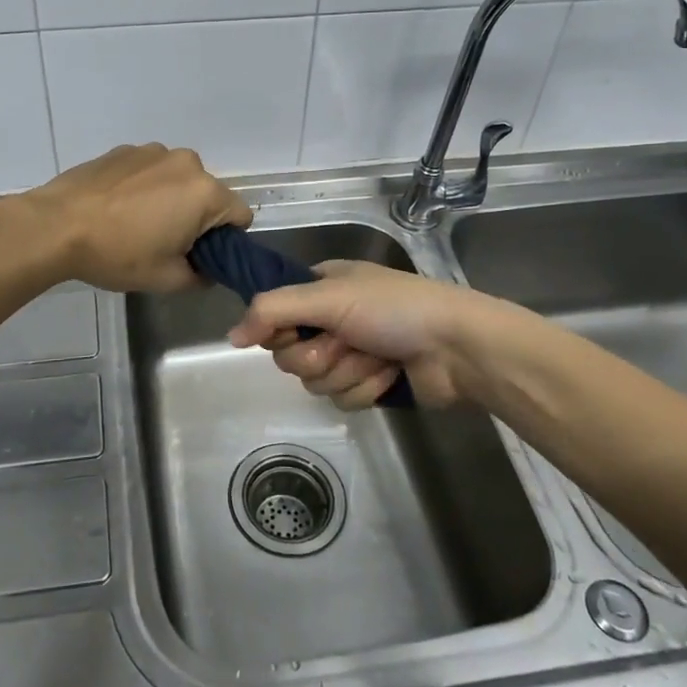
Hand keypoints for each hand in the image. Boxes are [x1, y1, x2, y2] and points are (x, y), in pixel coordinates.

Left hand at [10, 144, 252, 292]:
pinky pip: (150, 171)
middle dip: (196, 218)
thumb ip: (200, 277)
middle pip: (208, 195)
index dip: (225, 241)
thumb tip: (204, 270)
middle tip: (163, 244)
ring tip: (134, 224)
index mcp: (205, 192)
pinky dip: (143, 187)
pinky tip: (116, 208)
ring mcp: (153, 151)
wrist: (56, 225)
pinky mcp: (124, 150)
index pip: (239, 216)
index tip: (198, 255)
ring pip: (177, 180)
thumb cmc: (118, 253)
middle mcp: (187, 162)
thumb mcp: (166, 279)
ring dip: (169, 199)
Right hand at [227, 260, 487, 409]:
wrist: (457, 348)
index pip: (273, 314)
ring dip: (347, 372)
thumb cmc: (394, 309)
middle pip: (290, 355)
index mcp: (321, 287)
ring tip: (377, 357)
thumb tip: (230, 337)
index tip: (298, 330)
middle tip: (346, 342)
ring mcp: (351, 352)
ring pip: (316, 381)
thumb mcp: (329, 297)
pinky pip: (343, 398)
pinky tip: (390, 374)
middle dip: (320, 355)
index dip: (281, 330)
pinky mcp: (368, 383)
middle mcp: (331, 318)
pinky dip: (366, 388)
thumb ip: (273, 310)